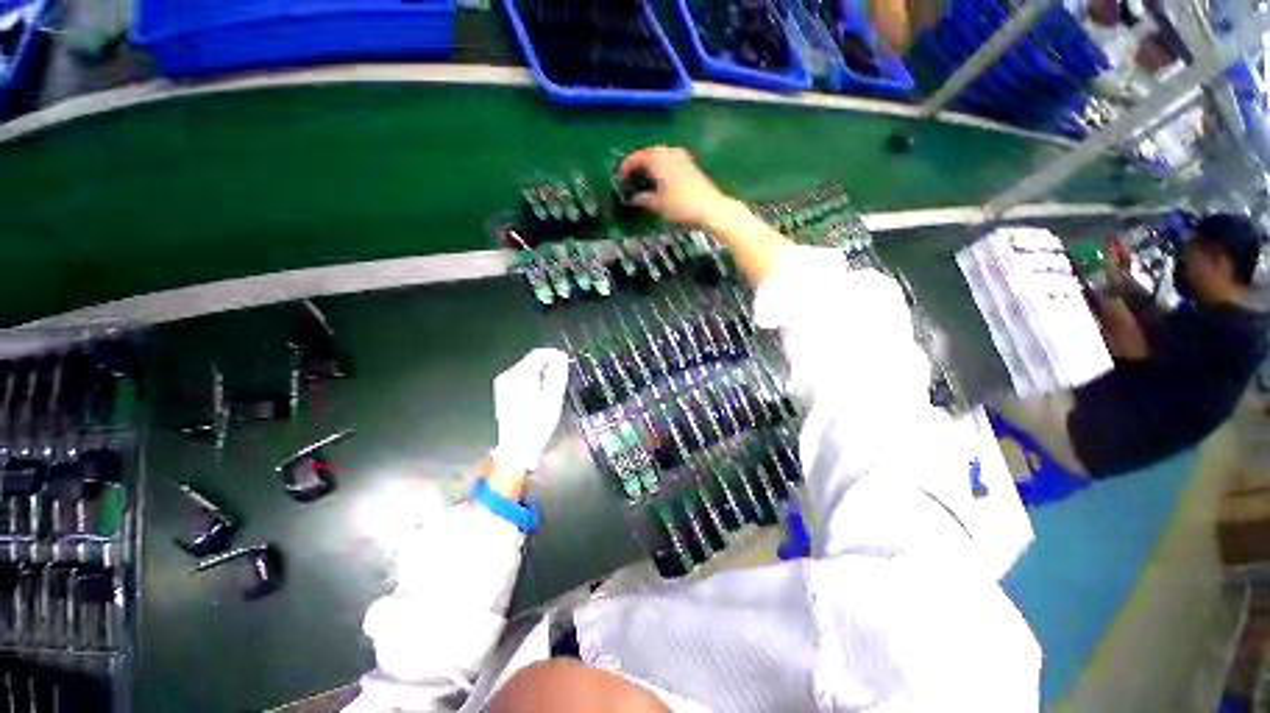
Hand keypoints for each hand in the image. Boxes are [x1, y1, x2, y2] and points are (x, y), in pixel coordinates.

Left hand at [489, 348, 570, 477]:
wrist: (517, 447)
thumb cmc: (537, 423)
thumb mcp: (553, 397)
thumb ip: (557, 374)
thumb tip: (560, 357)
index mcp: (519, 375)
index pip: (538, 354)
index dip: (554, 354)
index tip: (567, 361)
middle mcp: (508, 376)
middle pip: (531, 360)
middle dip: (548, 364)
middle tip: (563, 376)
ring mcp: (503, 384)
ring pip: (526, 369)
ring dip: (541, 373)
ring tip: (553, 386)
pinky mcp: (503, 392)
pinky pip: (521, 378)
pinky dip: (533, 380)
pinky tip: (540, 393)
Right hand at [620, 146, 730, 228]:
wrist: (710, 208)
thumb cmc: (681, 206)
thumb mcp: (658, 205)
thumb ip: (644, 200)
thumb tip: (634, 199)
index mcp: (658, 159)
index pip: (638, 157)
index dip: (628, 166)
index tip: (621, 176)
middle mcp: (670, 153)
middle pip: (650, 153)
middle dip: (640, 164)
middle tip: (632, 176)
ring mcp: (682, 158)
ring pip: (662, 156)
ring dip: (652, 165)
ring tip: (645, 179)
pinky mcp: (691, 167)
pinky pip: (671, 162)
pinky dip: (662, 168)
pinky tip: (661, 181)